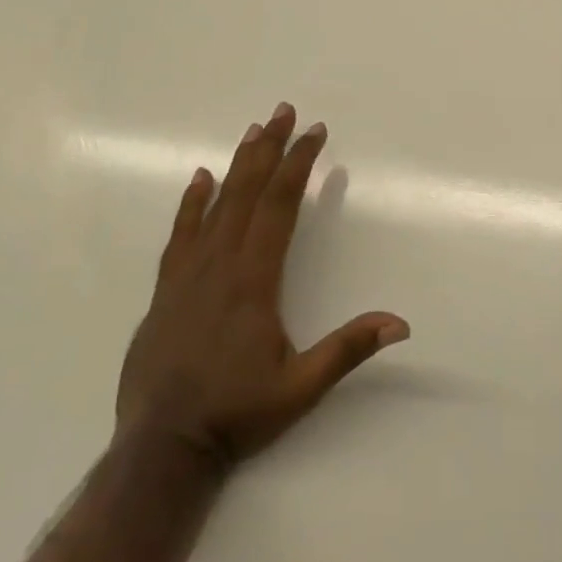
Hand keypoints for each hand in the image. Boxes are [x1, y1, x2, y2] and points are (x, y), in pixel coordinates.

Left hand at [116, 104, 407, 466]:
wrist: (160, 450)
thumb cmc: (236, 414)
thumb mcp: (300, 387)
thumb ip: (348, 350)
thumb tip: (401, 323)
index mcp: (253, 280)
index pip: (279, 206)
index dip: (299, 165)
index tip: (315, 133)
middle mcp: (219, 265)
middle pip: (247, 192)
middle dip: (269, 149)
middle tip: (284, 111)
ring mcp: (188, 275)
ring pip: (215, 206)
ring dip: (237, 166)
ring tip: (253, 131)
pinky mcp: (165, 291)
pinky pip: (180, 234)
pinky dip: (191, 203)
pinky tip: (200, 179)